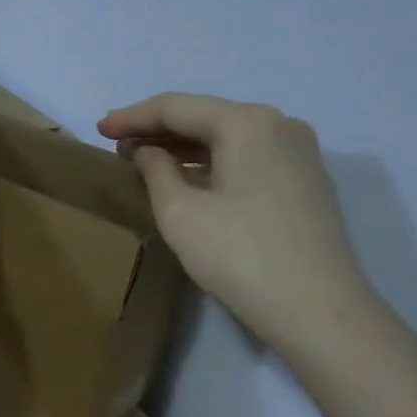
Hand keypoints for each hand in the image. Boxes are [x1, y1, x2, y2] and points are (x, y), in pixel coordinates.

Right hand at [97, 94, 374, 355]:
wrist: (317, 309)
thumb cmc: (239, 255)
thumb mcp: (180, 213)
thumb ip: (156, 171)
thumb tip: (148, 151)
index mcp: (247, 122)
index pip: (177, 107)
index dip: (133, 117)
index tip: (99, 128)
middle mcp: (279, 124)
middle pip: (206, 117)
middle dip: (159, 129)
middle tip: (118, 143)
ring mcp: (299, 153)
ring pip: (229, 137)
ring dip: (185, 147)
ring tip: (145, 160)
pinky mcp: (306, 181)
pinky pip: (248, 157)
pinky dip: (213, 162)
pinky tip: (189, 178)